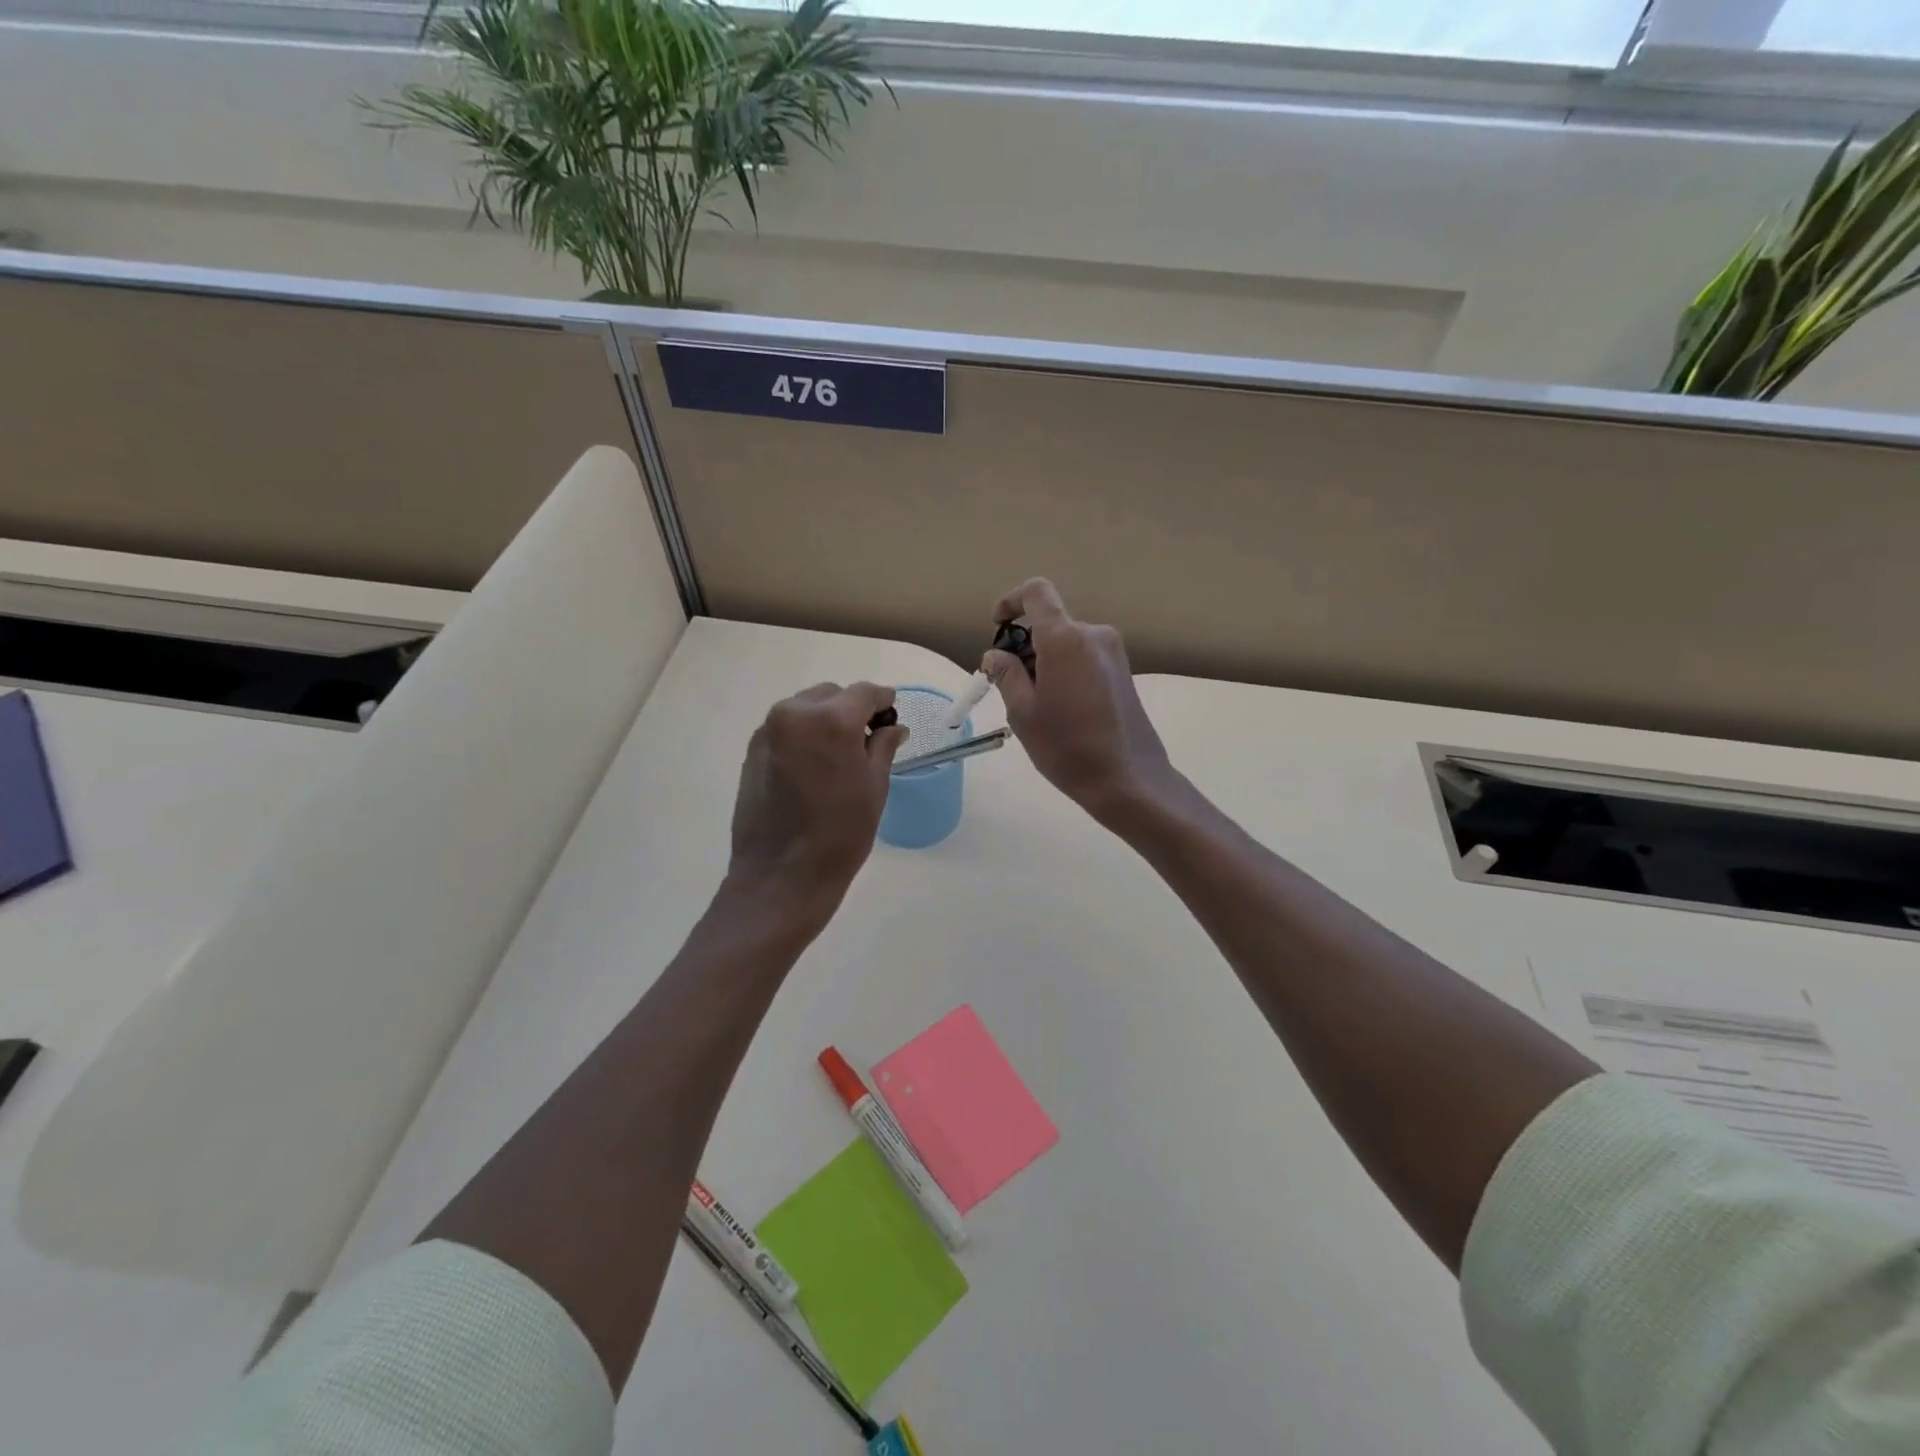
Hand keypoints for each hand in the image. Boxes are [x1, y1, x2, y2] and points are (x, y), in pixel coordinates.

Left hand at [728, 682, 907, 913]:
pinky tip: (813, 767)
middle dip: (851, 710)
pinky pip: (786, 729)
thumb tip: (893, 727)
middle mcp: (794, 714)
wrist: (781, 876)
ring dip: (825, 721)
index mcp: (830, 720)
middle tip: (867, 740)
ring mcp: (768, 731)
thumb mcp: (874, 787)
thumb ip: (883, 746)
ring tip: (839, 755)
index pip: (864, 693)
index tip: (892, 713)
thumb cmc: (840, 833)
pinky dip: (803, 736)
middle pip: (831, 696)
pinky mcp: (752, 751)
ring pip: (805, 709)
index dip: (882, 700)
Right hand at [984, 579, 1176, 823]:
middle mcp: (1093, 635)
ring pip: (1067, 643)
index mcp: (1065, 639)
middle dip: (1025, 647)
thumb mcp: (1023, 713)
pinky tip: (1062, 710)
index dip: (1012, 601)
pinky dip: (1065, 670)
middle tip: (1010, 688)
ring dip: (1045, 662)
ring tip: (1037, 707)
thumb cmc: (1067, 747)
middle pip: (1051, 624)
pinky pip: (1084, 657)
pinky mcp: (1123, 671)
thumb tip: (995, 656)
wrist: (1128, 779)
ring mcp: (1113, 653)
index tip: (997, 625)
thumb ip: (1006, 675)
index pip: (1037, 593)